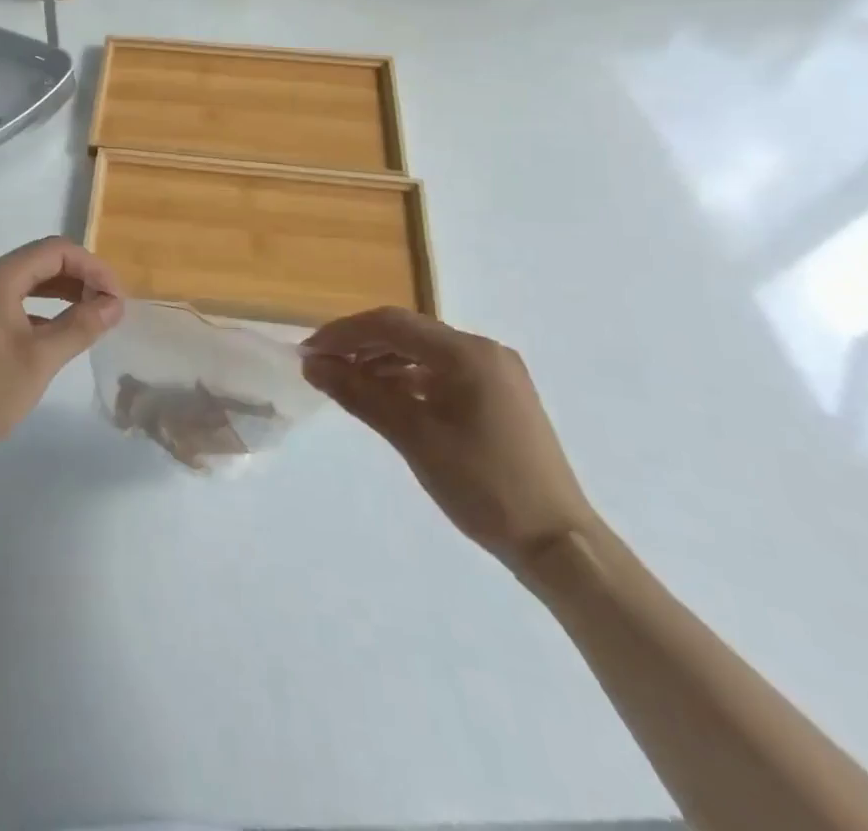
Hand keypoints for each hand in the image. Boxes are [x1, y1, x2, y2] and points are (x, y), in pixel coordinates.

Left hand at [0, 237, 123, 468]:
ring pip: (25, 282)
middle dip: (79, 278)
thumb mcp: (39, 361)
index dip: (93, 267)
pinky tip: (56, 333)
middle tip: (110, 307)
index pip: (55, 251)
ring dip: (60, 294)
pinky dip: (38, 310)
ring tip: (91, 316)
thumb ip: (80, 326)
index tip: (118, 297)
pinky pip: (10, 301)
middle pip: (40, 262)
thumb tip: (114, 303)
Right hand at [301, 309, 598, 573]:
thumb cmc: (483, 486)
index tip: (308, 352)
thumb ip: (359, 393)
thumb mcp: (413, 437)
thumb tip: (312, 365)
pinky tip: (385, 396)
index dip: (344, 333)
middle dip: (360, 345)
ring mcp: (495, 372)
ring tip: (346, 382)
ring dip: (382, 361)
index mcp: (467, 352)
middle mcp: (484, 350)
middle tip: (322, 366)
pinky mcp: (499, 395)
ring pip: (423, 351)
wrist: (558, 544)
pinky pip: (442, 372)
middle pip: (407, 332)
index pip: (391, 324)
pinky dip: (408, 378)